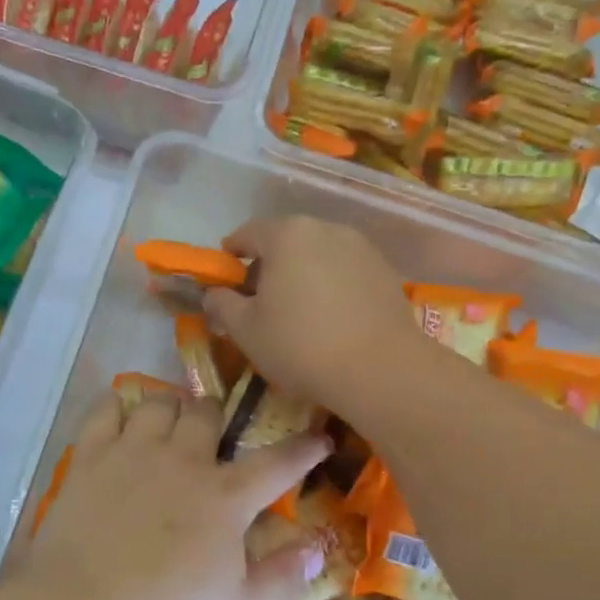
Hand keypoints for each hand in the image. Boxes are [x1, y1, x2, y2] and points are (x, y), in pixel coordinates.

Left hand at [10, 390, 330, 599]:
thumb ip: (282, 577)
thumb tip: (317, 547)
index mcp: (225, 498)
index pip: (277, 462)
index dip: (303, 448)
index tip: (319, 437)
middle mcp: (182, 461)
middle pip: (206, 413)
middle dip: (217, 416)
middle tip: (214, 432)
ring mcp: (132, 454)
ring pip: (158, 404)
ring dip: (170, 408)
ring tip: (168, 425)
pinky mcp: (89, 459)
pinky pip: (105, 411)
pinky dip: (117, 407)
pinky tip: (120, 418)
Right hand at [202, 216, 422, 419]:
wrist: (380, 370)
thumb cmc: (301, 346)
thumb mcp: (246, 330)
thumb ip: (222, 304)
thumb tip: (213, 294)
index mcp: (287, 235)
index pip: (248, 233)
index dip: (231, 254)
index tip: (225, 277)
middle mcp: (326, 229)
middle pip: (286, 240)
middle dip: (269, 264)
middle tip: (259, 299)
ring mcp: (361, 247)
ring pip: (318, 254)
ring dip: (303, 274)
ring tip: (298, 311)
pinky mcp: (386, 270)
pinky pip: (346, 270)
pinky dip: (332, 285)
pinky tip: (331, 318)